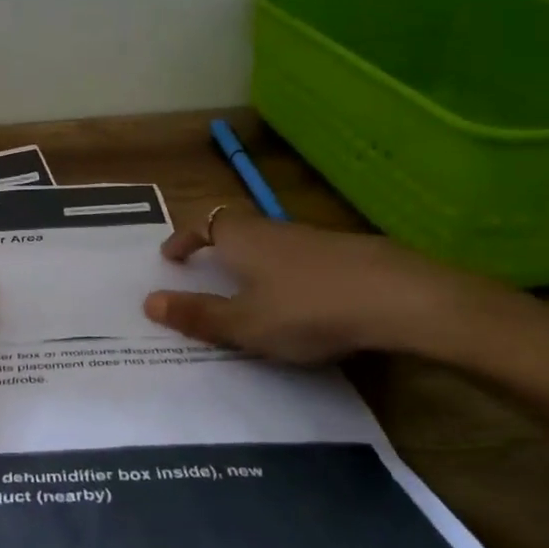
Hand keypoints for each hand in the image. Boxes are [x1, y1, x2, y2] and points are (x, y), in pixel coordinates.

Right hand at [143, 206, 474, 363]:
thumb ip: (198, 314)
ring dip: (252, 260)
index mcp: (242, 238)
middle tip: (204, 269)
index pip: (203, 223)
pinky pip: (300, 258)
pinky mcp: (347, 253)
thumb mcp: (244, 323)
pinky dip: (286, 273)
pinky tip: (300, 300)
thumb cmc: (307, 309)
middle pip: (236, 227)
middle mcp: (274, 229)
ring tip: (248, 290)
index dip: (184, 238)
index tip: (170, 257)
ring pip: (270, 242)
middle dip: (216, 245)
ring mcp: (313, 238)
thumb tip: (149, 302)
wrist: (399, 298)